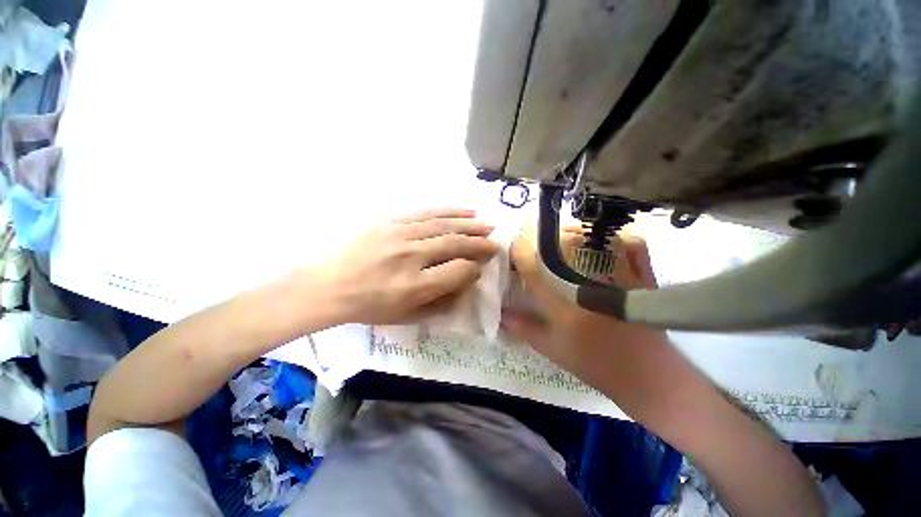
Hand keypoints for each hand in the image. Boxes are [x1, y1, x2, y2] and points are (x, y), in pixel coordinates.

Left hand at [313, 208, 498, 324]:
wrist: (330, 285)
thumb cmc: (370, 306)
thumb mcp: (407, 317)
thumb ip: (441, 301)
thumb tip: (466, 282)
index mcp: (415, 285)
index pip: (459, 271)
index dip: (475, 269)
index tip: (480, 268)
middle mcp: (411, 256)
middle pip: (456, 244)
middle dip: (480, 244)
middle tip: (496, 243)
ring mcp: (401, 234)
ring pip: (445, 225)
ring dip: (471, 225)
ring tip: (488, 225)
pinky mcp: (392, 221)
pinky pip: (427, 212)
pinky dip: (450, 211)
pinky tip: (467, 210)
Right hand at [501, 223, 665, 385]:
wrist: (647, 375)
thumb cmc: (594, 362)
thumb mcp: (552, 348)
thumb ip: (523, 328)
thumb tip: (500, 314)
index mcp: (562, 297)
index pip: (532, 264)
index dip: (517, 251)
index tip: (511, 248)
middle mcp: (587, 278)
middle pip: (560, 243)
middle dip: (542, 238)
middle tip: (534, 243)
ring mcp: (617, 274)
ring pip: (594, 239)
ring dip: (573, 233)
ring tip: (562, 240)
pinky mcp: (640, 276)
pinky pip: (630, 245)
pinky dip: (616, 237)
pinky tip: (603, 242)